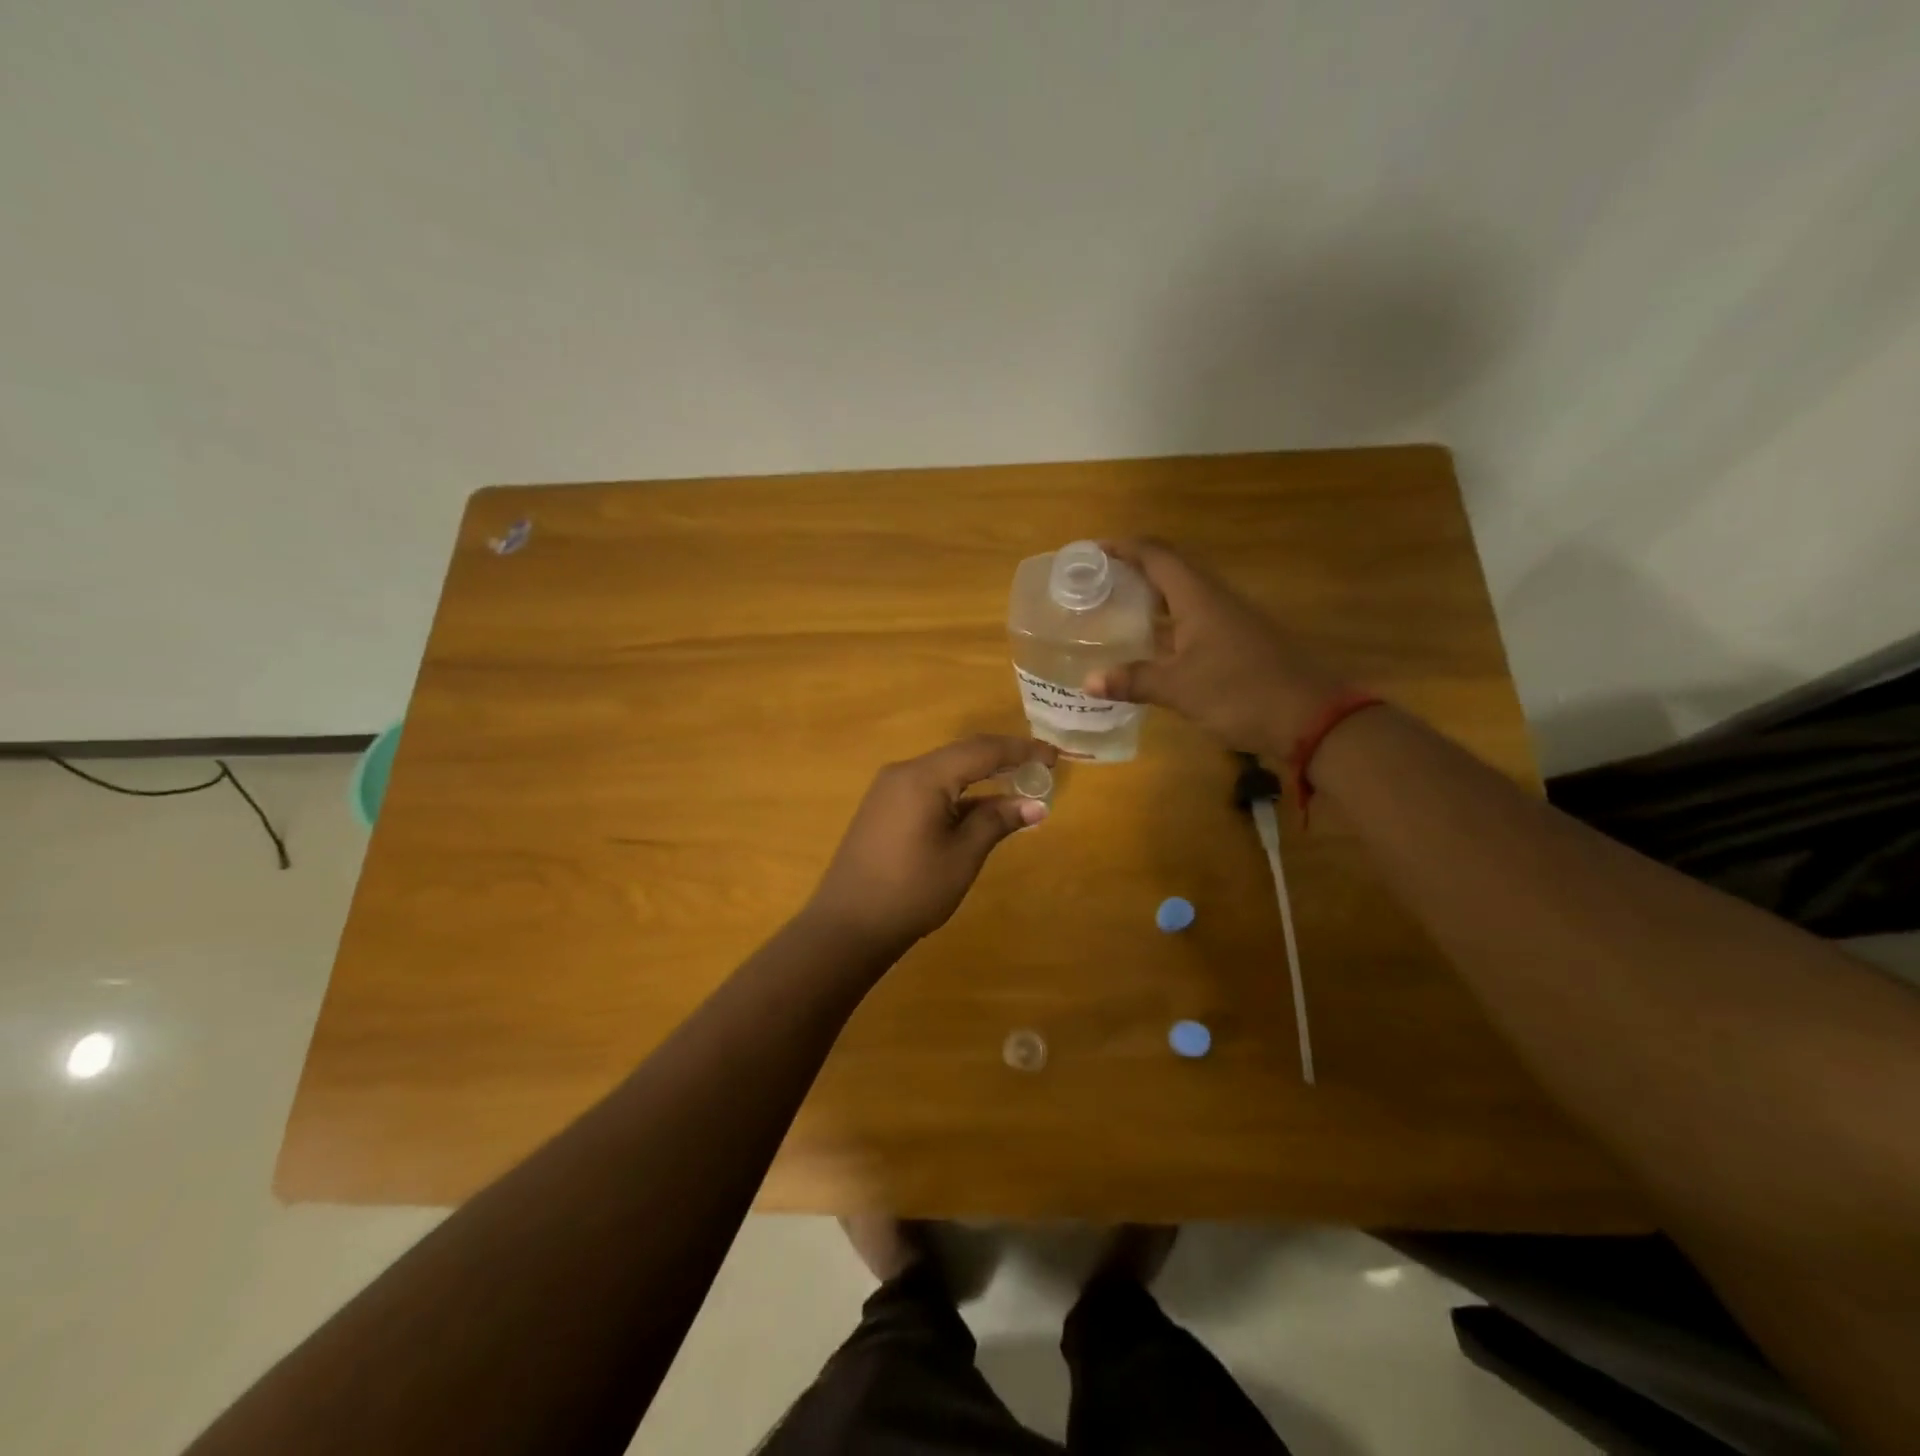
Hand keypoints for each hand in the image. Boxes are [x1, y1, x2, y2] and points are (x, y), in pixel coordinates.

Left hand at [802, 735, 1056, 958]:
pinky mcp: (883, 809)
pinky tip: (979, 810)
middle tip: (1041, 769)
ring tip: (1018, 789)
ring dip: (981, 779)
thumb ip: (997, 822)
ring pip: (945, 772)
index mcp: (923, 777)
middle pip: (962, 755)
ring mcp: (889, 790)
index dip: (1021, 750)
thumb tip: (1036, 805)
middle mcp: (903, 773)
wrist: (847, 925)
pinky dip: (958, 794)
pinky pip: (928, 788)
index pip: (982, 750)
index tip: (1054, 757)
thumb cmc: (912, 890)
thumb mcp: (962, 856)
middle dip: (1003, 760)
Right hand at [1083, 538, 1349, 752]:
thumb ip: (1134, 680)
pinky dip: (1167, 624)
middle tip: (1096, 583)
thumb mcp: (1179, 689)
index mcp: (1199, 597)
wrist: (1310, 718)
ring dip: (1150, 598)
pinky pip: (1194, 621)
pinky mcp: (1238, 643)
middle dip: (1133, 571)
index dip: (1124, 547)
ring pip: (1183, 597)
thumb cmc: (1240, 693)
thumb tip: (1088, 682)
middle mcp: (1215, 600)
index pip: (1157, 555)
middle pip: (1170, 570)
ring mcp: (1230, 621)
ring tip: (1115, 610)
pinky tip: (1150, 646)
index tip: (1092, 551)